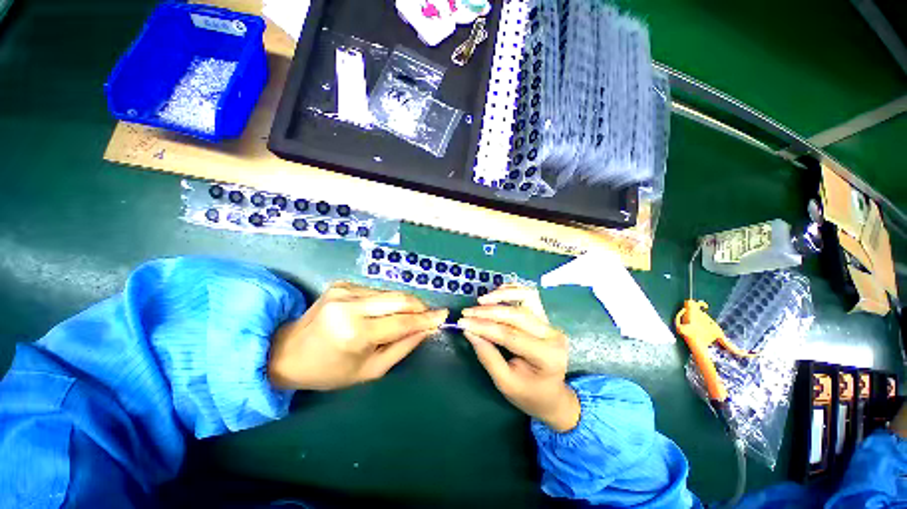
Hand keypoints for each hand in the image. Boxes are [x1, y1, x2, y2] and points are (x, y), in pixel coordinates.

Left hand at [268, 282, 447, 390]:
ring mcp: (344, 290)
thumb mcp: (370, 370)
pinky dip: (388, 301)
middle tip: (431, 314)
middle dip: (420, 306)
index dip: (426, 319)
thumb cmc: (330, 370)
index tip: (443, 315)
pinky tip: (386, 311)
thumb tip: (427, 329)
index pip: (401, 322)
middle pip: (399, 299)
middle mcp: (350, 305)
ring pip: (390, 292)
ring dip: (405, 303)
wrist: (287, 352)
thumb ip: (403, 347)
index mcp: (354, 332)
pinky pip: (377, 291)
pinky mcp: (342, 283)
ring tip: (410, 316)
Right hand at [459, 285, 579, 431]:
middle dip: (488, 311)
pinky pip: (529, 296)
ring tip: (482, 300)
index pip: (510, 335)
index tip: (463, 323)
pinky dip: (512, 291)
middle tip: (467, 312)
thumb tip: (468, 331)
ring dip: (502, 295)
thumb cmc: (528, 394)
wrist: (552, 395)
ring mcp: (550, 324)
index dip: (484, 327)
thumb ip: (487, 355)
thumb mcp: (505, 382)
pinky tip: (496, 293)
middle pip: (517, 314)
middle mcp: (552, 335)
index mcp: (547, 356)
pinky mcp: (545, 318)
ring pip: (527, 297)